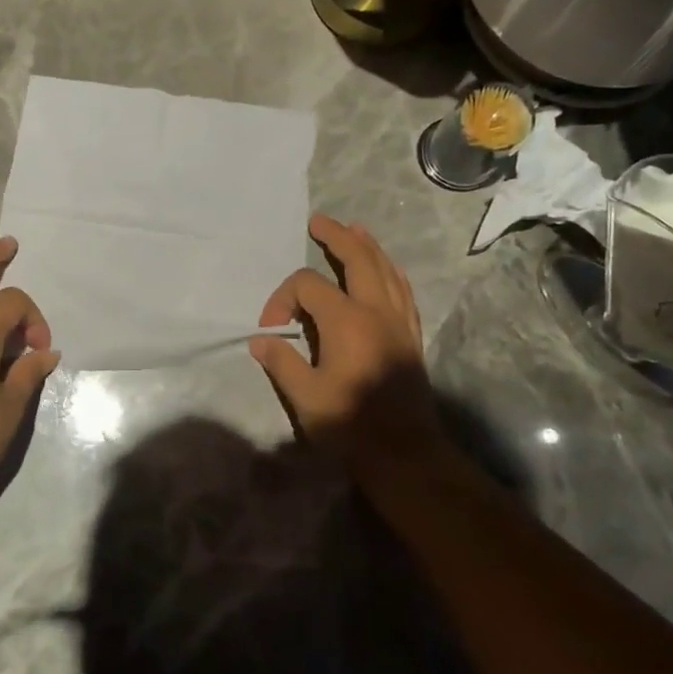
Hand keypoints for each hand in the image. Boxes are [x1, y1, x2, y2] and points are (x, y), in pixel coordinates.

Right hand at [250, 214, 440, 464]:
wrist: (405, 452)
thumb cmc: (350, 423)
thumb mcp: (305, 395)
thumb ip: (281, 361)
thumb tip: (261, 340)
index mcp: (346, 320)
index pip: (307, 286)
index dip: (282, 298)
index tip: (271, 327)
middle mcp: (376, 311)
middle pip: (359, 258)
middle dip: (337, 237)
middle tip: (320, 221)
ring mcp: (399, 322)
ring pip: (386, 270)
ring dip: (368, 246)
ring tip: (355, 229)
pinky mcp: (411, 336)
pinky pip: (403, 290)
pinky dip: (391, 271)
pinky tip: (387, 269)